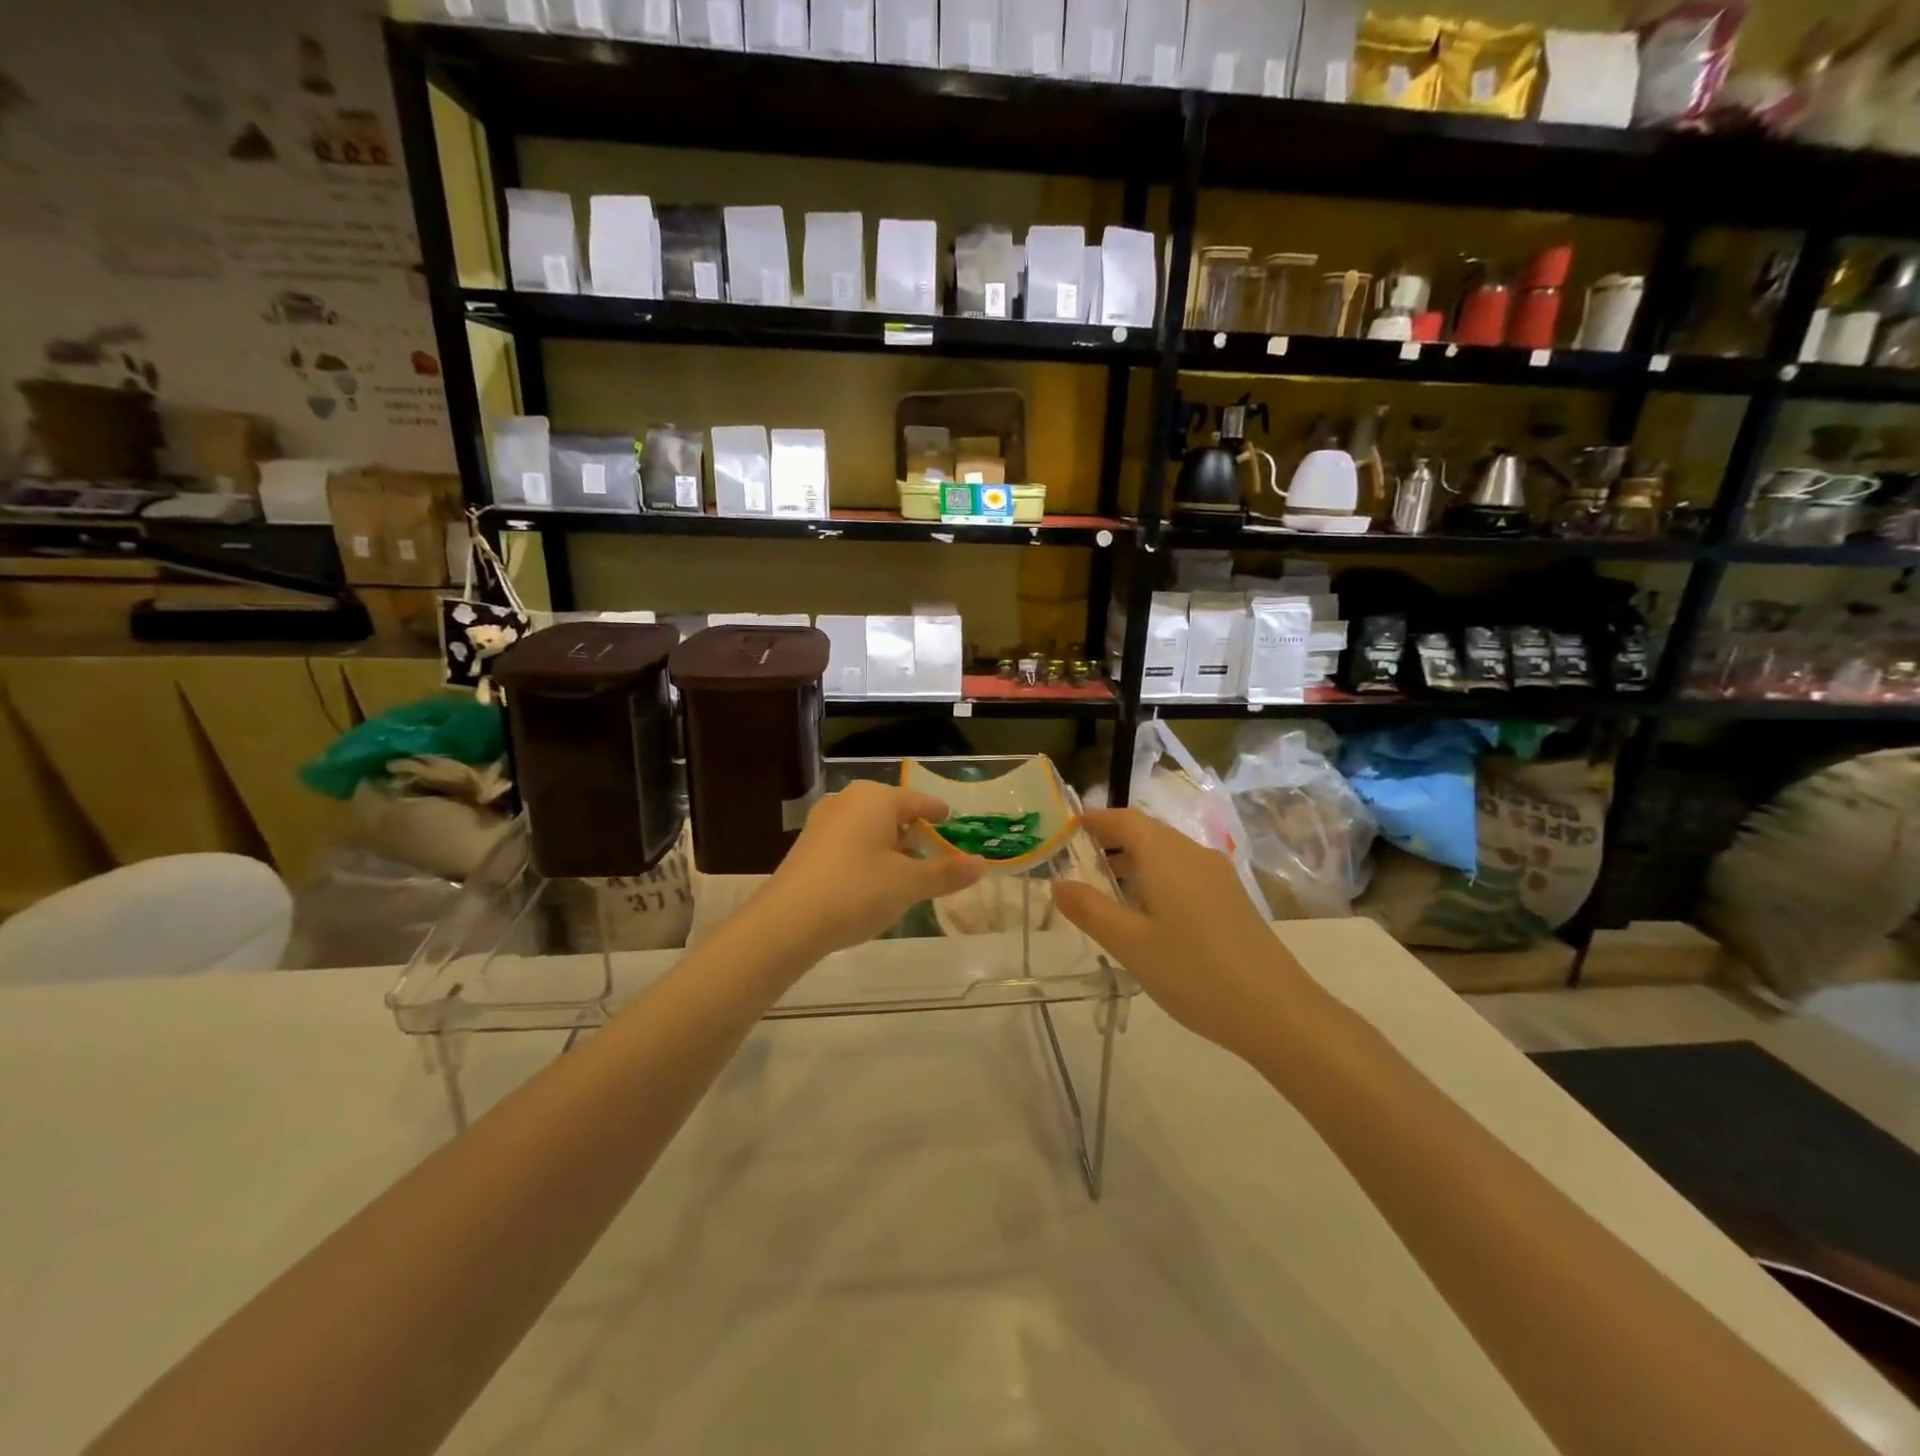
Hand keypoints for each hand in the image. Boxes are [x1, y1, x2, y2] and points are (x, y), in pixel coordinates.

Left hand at [750, 781, 985, 959]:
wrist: (788, 921)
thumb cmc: (858, 892)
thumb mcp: (909, 884)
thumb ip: (946, 872)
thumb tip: (981, 864)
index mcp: (877, 798)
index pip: (919, 801)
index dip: (939, 814)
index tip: (952, 822)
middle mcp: (849, 800)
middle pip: (892, 811)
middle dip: (913, 831)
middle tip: (932, 853)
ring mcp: (823, 820)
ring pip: (868, 826)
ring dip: (889, 844)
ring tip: (905, 871)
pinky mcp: (807, 844)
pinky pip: (848, 840)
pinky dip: (866, 854)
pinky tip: (871, 881)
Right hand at [1053, 808, 1307, 1059]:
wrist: (1277, 1012)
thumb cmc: (1194, 972)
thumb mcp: (1130, 944)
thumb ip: (1090, 910)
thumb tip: (1058, 883)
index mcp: (1167, 856)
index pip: (1125, 820)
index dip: (1095, 820)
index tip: (1067, 828)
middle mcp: (1194, 854)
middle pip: (1147, 833)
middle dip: (1112, 841)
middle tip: (1078, 861)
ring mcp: (1218, 876)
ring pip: (1168, 854)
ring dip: (1135, 862)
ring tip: (1106, 890)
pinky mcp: (1232, 899)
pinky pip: (1185, 873)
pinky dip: (1157, 879)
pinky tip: (1148, 915)